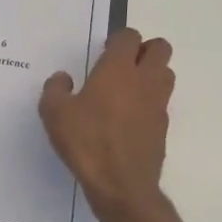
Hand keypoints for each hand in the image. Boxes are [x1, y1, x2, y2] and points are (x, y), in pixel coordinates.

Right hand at [40, 28, 174, 219]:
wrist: (121, 185)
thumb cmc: (87, 142)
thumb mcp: (55, 113)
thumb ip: (56, 89)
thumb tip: (63, 79)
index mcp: (119, 69)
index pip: (130, 37)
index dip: (119, 39)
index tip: (104, 52)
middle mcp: (145, 80)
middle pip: (160, 48)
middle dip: (144, 50)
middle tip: (122, 65)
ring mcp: (158, 104)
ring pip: (166, 74)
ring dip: (152, 74)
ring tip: (127, 90)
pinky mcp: (163, 128)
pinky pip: (161, 103)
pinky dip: (149, 103)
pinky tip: (128, 120)